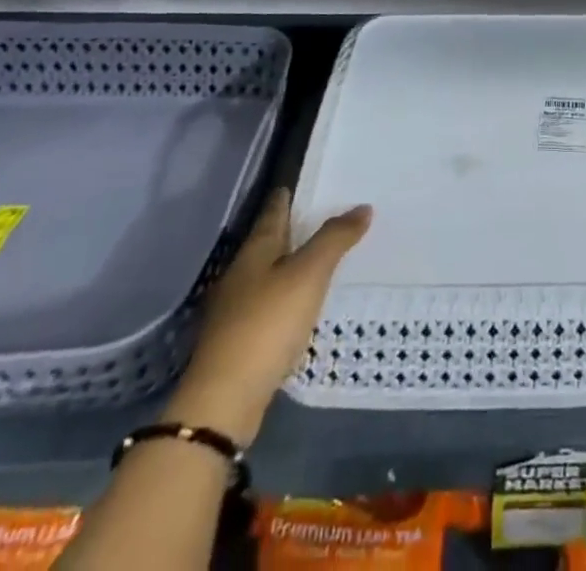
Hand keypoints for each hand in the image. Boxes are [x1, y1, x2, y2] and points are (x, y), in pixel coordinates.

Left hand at [164, 189, 370, 443]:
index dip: (288, 196)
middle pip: (269, 242)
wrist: (224, 401)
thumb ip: (334, 239)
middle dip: (293, 229)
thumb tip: (362, 207)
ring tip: (320, 258)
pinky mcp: (239, 340)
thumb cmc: (266, 324)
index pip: (274, 211)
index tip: (303, 183)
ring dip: (291, 264)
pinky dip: (287, 296)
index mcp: (255, 250)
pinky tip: (301, 304)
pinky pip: (268, 304)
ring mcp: (235, 309)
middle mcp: (241, 273)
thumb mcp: (309, 274)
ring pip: (268, 274)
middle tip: (324, 216)